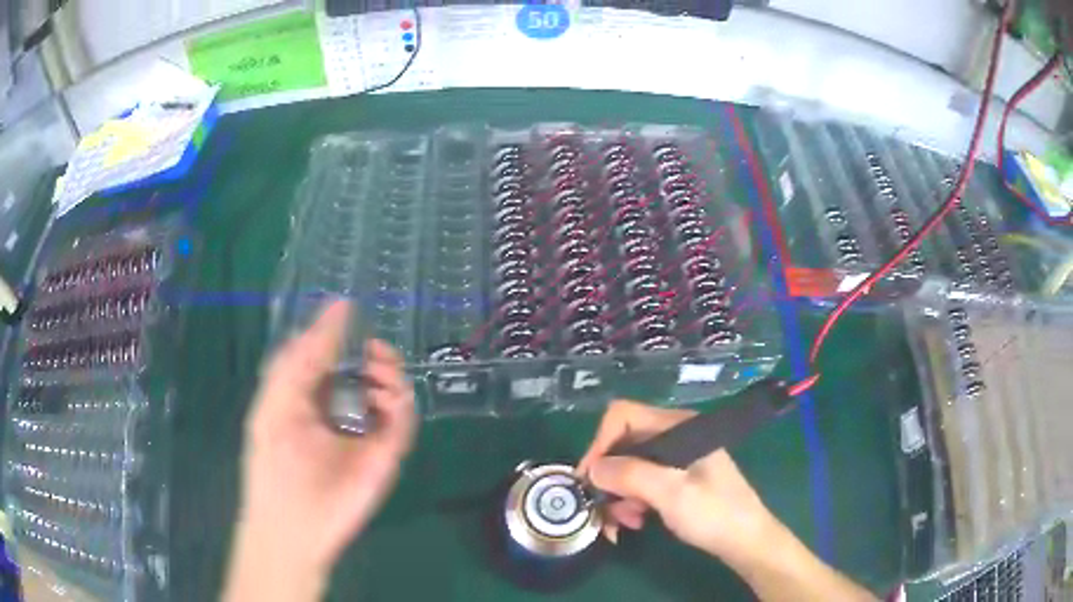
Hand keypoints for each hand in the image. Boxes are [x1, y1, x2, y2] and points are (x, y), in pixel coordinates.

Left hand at [225, 300, 416, 601]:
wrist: (294, 525)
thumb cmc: (275, 464)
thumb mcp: (277, 402)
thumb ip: (299, 358)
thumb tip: (336, 308)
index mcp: (310, 397)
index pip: (331, 357)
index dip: (341, 335)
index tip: (352, 311)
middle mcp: (340, 412)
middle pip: (366, 371)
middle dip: (373, 355)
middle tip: (373, 351)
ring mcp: (366, 434)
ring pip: (391, 391)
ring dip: (389, 373)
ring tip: (377, 373)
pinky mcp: (387, 455)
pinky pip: (403, 420)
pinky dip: (401, 402)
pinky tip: (385, 396)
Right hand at [577, 400, 774, 564]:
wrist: (746, 541)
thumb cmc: (715, 514)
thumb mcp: (671, 494)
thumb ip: (631, 475)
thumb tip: (592, 469)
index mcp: (678, 427)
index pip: (623, 416)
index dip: (600, 444)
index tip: (589, 480)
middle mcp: (674, 436)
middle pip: (622, 444)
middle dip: (609, 479)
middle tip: (606, 511)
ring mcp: (675, 458)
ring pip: (628, 468)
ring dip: (619, 496)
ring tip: (626, 523)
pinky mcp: (675, 478)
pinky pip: (640, 483)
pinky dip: (631, 502)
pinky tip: (636, 522)